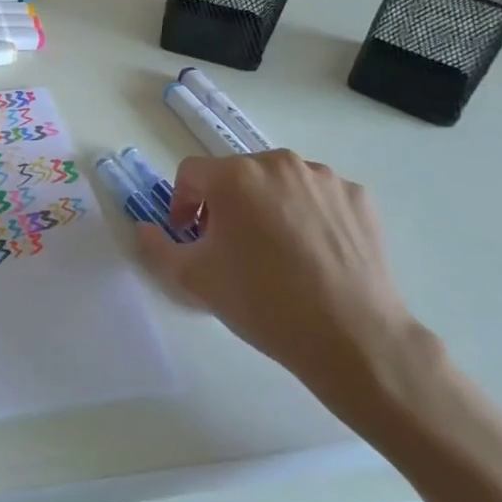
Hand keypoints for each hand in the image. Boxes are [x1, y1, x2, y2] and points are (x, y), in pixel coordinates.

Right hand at [135, 151, 429, 419]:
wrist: (353, 338)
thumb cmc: (263, 304)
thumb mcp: (194, 280)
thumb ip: (157, 248)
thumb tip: (143, 228)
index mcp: (235, 176)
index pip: (191, 174)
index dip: (182, 203)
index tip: (190, 236)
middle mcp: (278, 163)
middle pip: (237, 175)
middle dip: (225, 205)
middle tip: (230, 247)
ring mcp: (324, 178)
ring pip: (279, 183)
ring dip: (267, 206)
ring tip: (275, 251)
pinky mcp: (358, 197)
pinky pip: (319, 196)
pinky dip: (308, 214)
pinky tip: (313, 253)